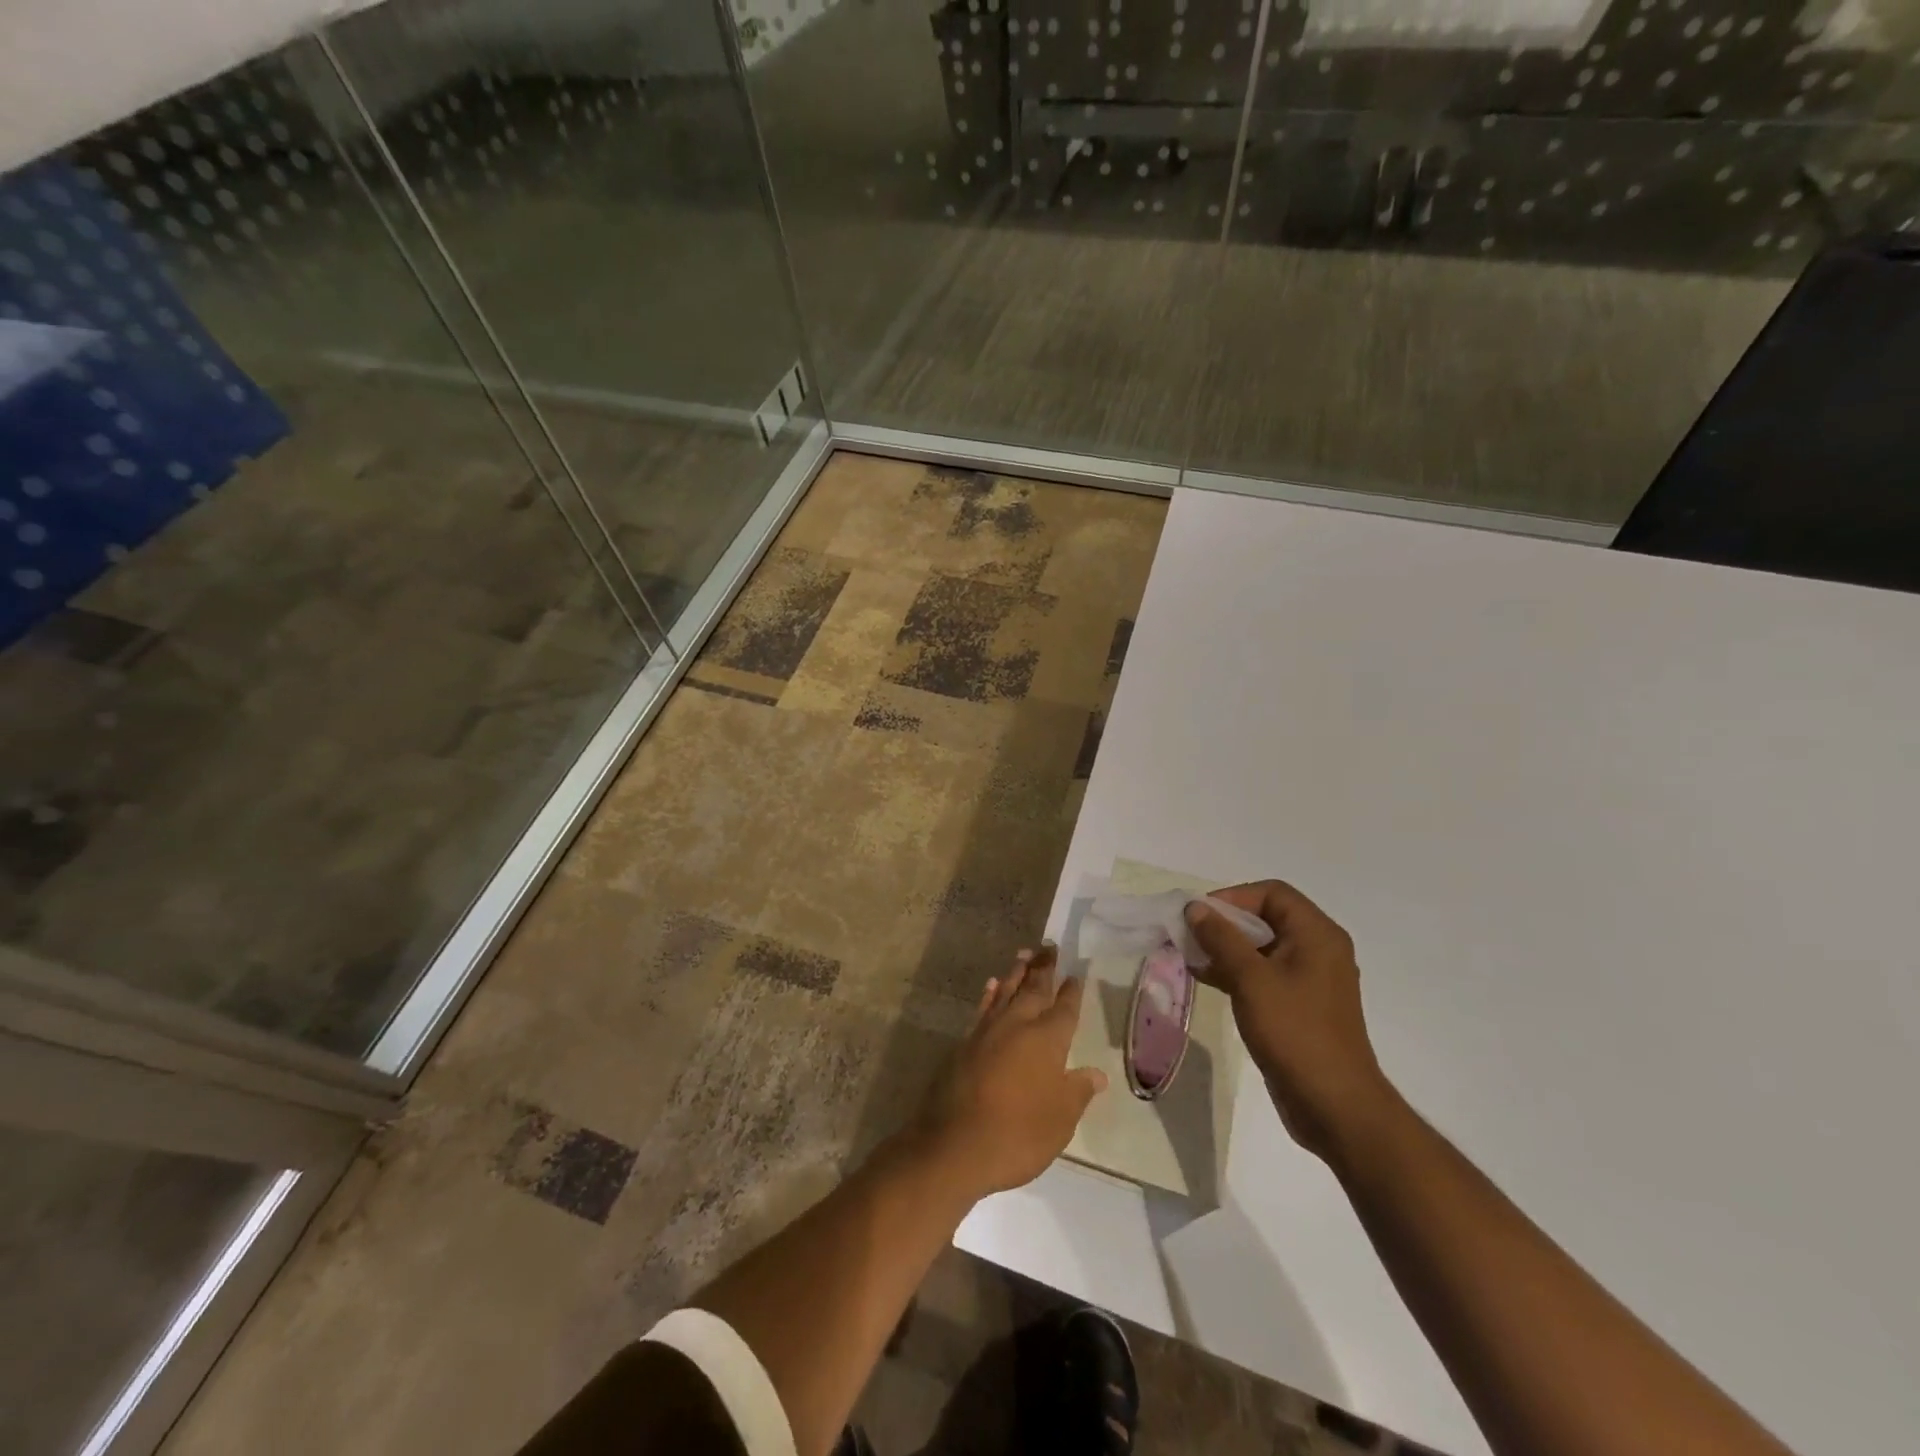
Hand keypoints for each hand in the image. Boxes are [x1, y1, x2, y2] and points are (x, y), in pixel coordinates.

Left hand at [910, 947, 1108, 1200]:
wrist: (955, 1145)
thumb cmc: (1018, 1134)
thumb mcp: (1060, 1120)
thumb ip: (1077, 1091)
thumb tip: (1096, 1074)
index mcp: (1047, 1040)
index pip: (1064, 1009)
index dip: (1071, 992)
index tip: (1075, 975)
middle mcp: (1018, 1026)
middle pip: (1034, 989)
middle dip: (1044, 969)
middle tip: (1049, 947)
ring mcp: (988, 1031)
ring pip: (1006, 992)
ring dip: (1017, 973)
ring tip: (1024, 954)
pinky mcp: (965, 1043)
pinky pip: (983, 1007)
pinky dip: (990, 994)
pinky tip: (992, 985)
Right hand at [1186, 882, 1394, 1165]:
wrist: (1335, 1106)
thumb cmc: (1295, 1032)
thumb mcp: (1251, 979)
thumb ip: (1221, 938)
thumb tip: (1195, 907)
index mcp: (1317, 934)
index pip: (1272, 893)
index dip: (1233, 897)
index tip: (1200, 915)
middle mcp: (1318, 949)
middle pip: (1266, 917)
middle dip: (1225, 923)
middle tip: (1190, 936)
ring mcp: (1311, 979)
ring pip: (1262, 947)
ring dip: (1226, 948)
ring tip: (1191, 957)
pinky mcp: (1300, 1006)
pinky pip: (1265, 974)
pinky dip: (1237, 971)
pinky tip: (1206, 980)